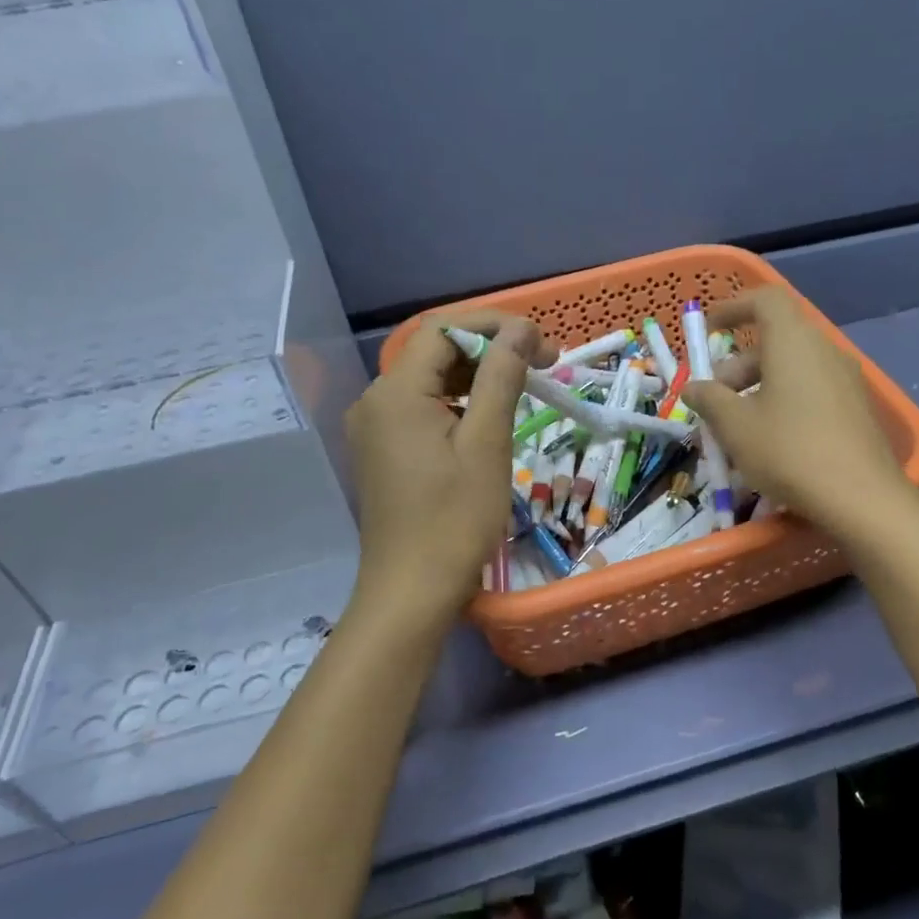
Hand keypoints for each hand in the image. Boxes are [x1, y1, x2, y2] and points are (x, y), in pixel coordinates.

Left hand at [344, 311, 556, 623]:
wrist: (411, 592)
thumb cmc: (454, 520)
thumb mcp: (487, 444)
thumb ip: (501, 378)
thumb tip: (521, 330)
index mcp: (396, 392)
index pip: (444, 330)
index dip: (496, 326)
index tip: (543, 345)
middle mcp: (376, 400)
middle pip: (435, 351)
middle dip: (490, 349)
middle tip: (543, 364)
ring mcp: (375, 427)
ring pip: (430, 379)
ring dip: (477, 375)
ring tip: (524, 387)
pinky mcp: (383, 449)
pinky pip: (422, 407)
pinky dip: (458, 402)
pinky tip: (489, 416)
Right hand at [682, 288, 907, 537]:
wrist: (862, 498)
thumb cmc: (789, 451)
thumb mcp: (735, 426)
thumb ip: (709, 399)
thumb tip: (693, 388)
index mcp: (794, 341)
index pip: (765, 299)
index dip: (733, 307)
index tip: (710, 329)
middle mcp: (824, 349)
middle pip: (776, 339)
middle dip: (738, 364)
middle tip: (715, 399)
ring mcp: (846, 378)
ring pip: (793, 367)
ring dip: (759, 385)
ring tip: (737, 426)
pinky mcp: (856, 407)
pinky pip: (812, 388)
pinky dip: (784, 400)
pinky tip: (771, 439)